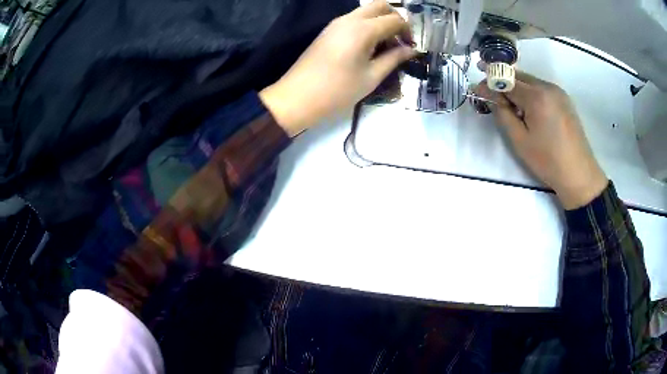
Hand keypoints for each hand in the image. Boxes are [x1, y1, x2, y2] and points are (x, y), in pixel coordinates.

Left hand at [259, 0, 415, 135]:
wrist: (297, 97)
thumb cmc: (337, 90)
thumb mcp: (371, 77)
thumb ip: (394, 59)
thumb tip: (411, 50)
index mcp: (363, 29)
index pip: (395, 19)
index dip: (408, 31)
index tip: (411, 48)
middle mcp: (350, 19)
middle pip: (380, 6)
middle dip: (395, 19)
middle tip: (400, 40)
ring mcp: (336, 23)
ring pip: (366, 11)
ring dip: (380, 21)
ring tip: (385, 46)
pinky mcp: (328, 30)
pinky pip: (353, 19)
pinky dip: (367, 26)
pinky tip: (369, 46)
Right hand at [475, 71, 607, 209]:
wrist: (579, 174)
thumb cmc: (548, 161)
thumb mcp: (520, 140)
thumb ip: (503, 114)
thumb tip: (490, 95)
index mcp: (536, 96)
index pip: (507, 81)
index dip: (491, 82)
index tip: (478, 88)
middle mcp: (548, 87)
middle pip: (519, 77)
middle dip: (503, 82)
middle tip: (491, 93)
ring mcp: (558, 92)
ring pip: (531, 82)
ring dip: (517, 88)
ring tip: (511, 106)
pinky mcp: (565, 100)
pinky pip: (542, 89)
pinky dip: (531, 93)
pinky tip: (529, 110)